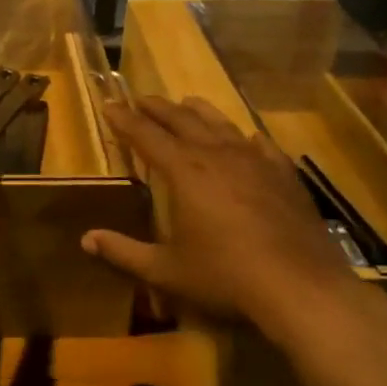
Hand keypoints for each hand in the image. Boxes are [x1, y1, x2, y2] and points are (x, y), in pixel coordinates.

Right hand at [80, 95, 355, 335]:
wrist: (301, 287)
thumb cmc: (226, 277)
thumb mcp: (166, 270)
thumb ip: (124, 253)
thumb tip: (85, 240)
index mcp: (184, 171)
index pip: (146, 135)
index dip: (124, 119)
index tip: (109, 105)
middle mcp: (217, 154)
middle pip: (181, 120)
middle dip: (158, 108)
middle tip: (141, 99)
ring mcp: (255, 161)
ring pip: (221, 124)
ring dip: (199, 111)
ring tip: (186, 102)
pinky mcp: (284, 174)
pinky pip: (260, 145)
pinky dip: (245, 137)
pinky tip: (246, 138)